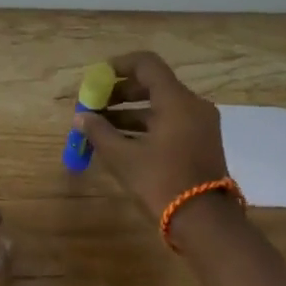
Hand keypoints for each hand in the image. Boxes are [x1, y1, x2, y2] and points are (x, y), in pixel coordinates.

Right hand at [75, 51, 231, 221]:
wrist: (204, 221)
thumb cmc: (162, 182)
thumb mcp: (124, 158)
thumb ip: (99, 132)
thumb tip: (80, 117)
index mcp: (176, 101)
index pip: (146, 64)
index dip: (118, 66)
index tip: (96, 78)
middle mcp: (192, 105)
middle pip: (152, 85)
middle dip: (120, 93)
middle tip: (94, 106)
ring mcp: (200, 125)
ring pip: (160, 106)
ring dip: (130, 112)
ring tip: (100, 127)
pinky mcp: (201, 142)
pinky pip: (170, 123)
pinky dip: (145, 126)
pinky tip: (121, 142)